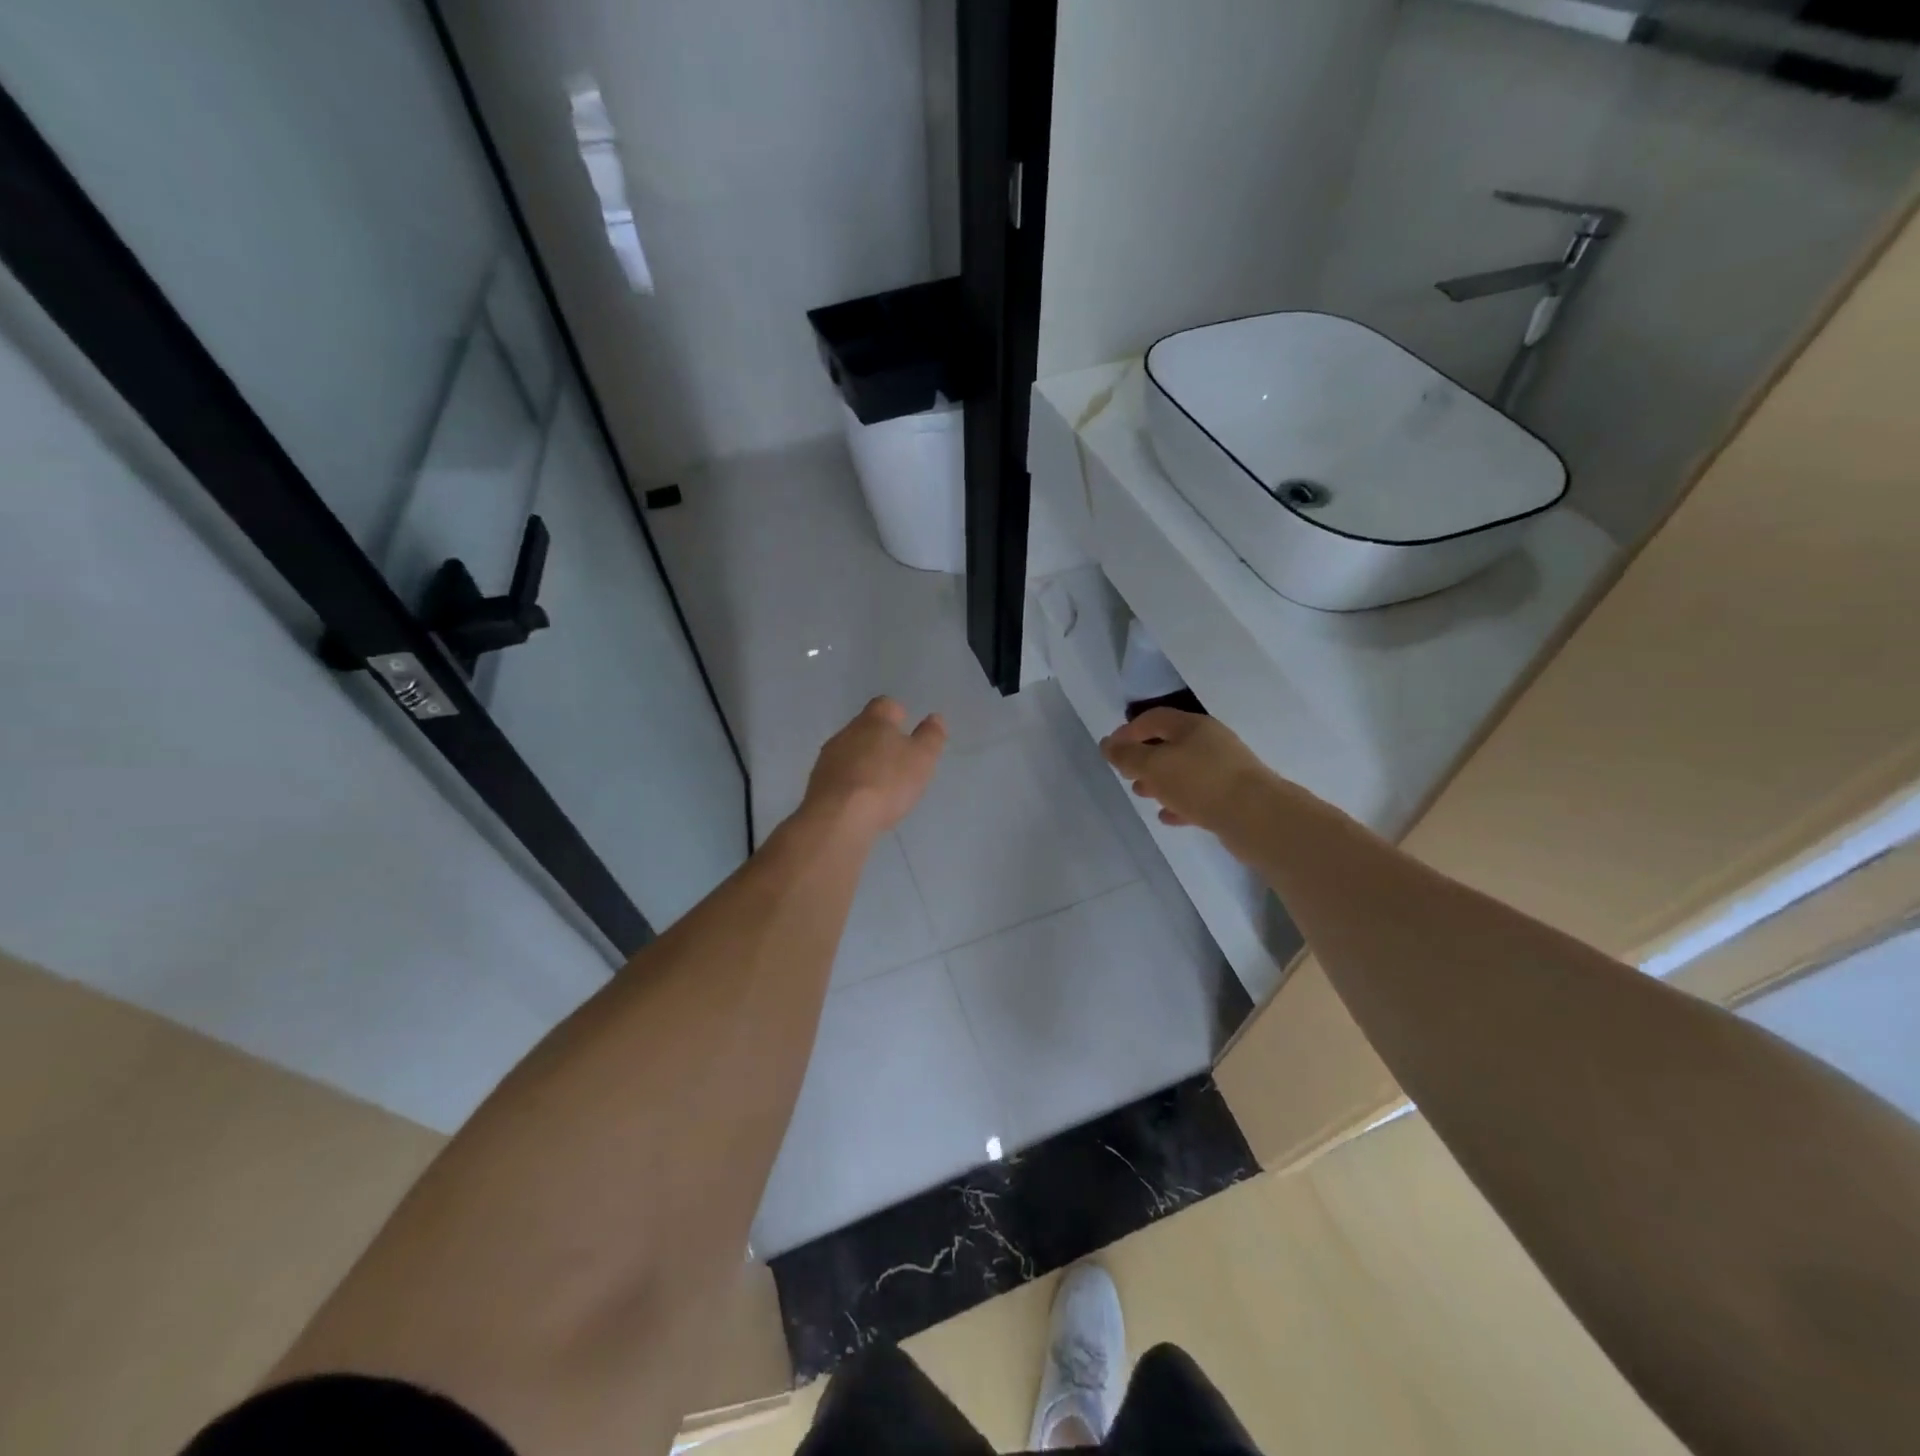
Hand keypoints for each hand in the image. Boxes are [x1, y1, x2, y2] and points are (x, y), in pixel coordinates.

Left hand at [801, 697, 947, 837]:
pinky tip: (860, 800)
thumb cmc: (887, 782)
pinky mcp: (817, 783)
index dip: (898, 714)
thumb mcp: (921, 759)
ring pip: (850, 751)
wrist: (839, 817)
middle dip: (880, 739)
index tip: (908, 728)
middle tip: (898, 759)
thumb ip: (931, 737)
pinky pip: (838, 775)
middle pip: (865, 727)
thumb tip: (935, 718)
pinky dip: (851, 782)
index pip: (886, 705)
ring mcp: (828, 758)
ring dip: (863, 761)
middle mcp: (846, 732)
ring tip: (880, 783)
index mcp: (874, 720)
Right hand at [1101, 709, 1283, 847]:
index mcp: (1193, 727)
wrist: (1258, 818)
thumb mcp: (1154, 766)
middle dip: (1144, 759)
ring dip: (1160, 782)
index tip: (1110, 749)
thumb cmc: (1200, 783)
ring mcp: (1225, 770)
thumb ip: (1127, 756)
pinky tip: (1167, 817)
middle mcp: (1211, 743)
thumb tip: (1107, 744)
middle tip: (1126, 774)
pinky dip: (1180, 802)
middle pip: (1170, 744)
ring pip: (1184, 771)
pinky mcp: (1233, 797)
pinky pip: (1199, 796)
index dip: (1129, 731)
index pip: (1154, 719)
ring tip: (1142, 795)